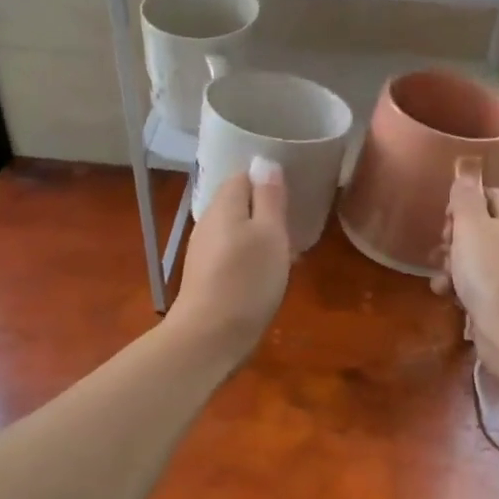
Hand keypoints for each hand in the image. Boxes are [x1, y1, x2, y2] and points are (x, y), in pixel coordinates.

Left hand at [170, 160, 291, 365]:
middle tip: (294, 224)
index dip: (268, 180)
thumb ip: (269, 197)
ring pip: (237, 230)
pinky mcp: (206, 276)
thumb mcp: (270, 234)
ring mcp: (204, 251)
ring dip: (261, 236)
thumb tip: (264, 162)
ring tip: (287, 251)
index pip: (244, 175)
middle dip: (266, 210)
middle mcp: (208, 222)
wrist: (209, 337)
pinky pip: (232, 254)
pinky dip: (251, 257)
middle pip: (239, 203)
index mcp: (224, 205)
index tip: (292, 194)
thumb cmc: (247, 279)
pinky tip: (267, 275)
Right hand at [432, 164, 498, 374]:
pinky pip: (479, 284)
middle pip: (479, 227)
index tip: (445, 221)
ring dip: (452, 265)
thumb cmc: (493, 275)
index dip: (462, 204)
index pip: (488, 195)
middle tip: (443, 251)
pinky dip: (461, 288)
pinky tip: (447, 296)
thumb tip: (467, 166)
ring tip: (442, 279)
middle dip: (453, 238)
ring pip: (475, 258)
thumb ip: (465, 196)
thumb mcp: (472, 227)